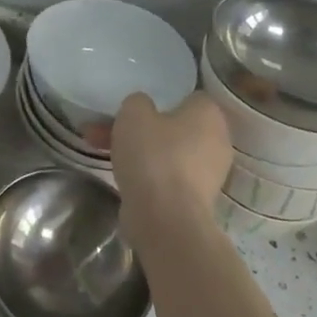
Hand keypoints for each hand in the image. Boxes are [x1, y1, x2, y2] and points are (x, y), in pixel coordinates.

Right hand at [110, 91, 231, 246]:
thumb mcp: (134, 113)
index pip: (191, 97)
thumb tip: (143, 108)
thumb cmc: (154, 156)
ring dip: (138, 149)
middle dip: (141, 127)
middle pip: (175, 126)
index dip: (164, 98)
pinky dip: (146, 173)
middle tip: (109, 127)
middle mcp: (217, 142)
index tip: (138, 106)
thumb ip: (138, 102)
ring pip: (166, 152)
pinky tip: (118, 173)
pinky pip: (166, 175)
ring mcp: (208, 174)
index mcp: (210, 115)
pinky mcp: (194, 199)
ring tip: (99, 148)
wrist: (165, 219)